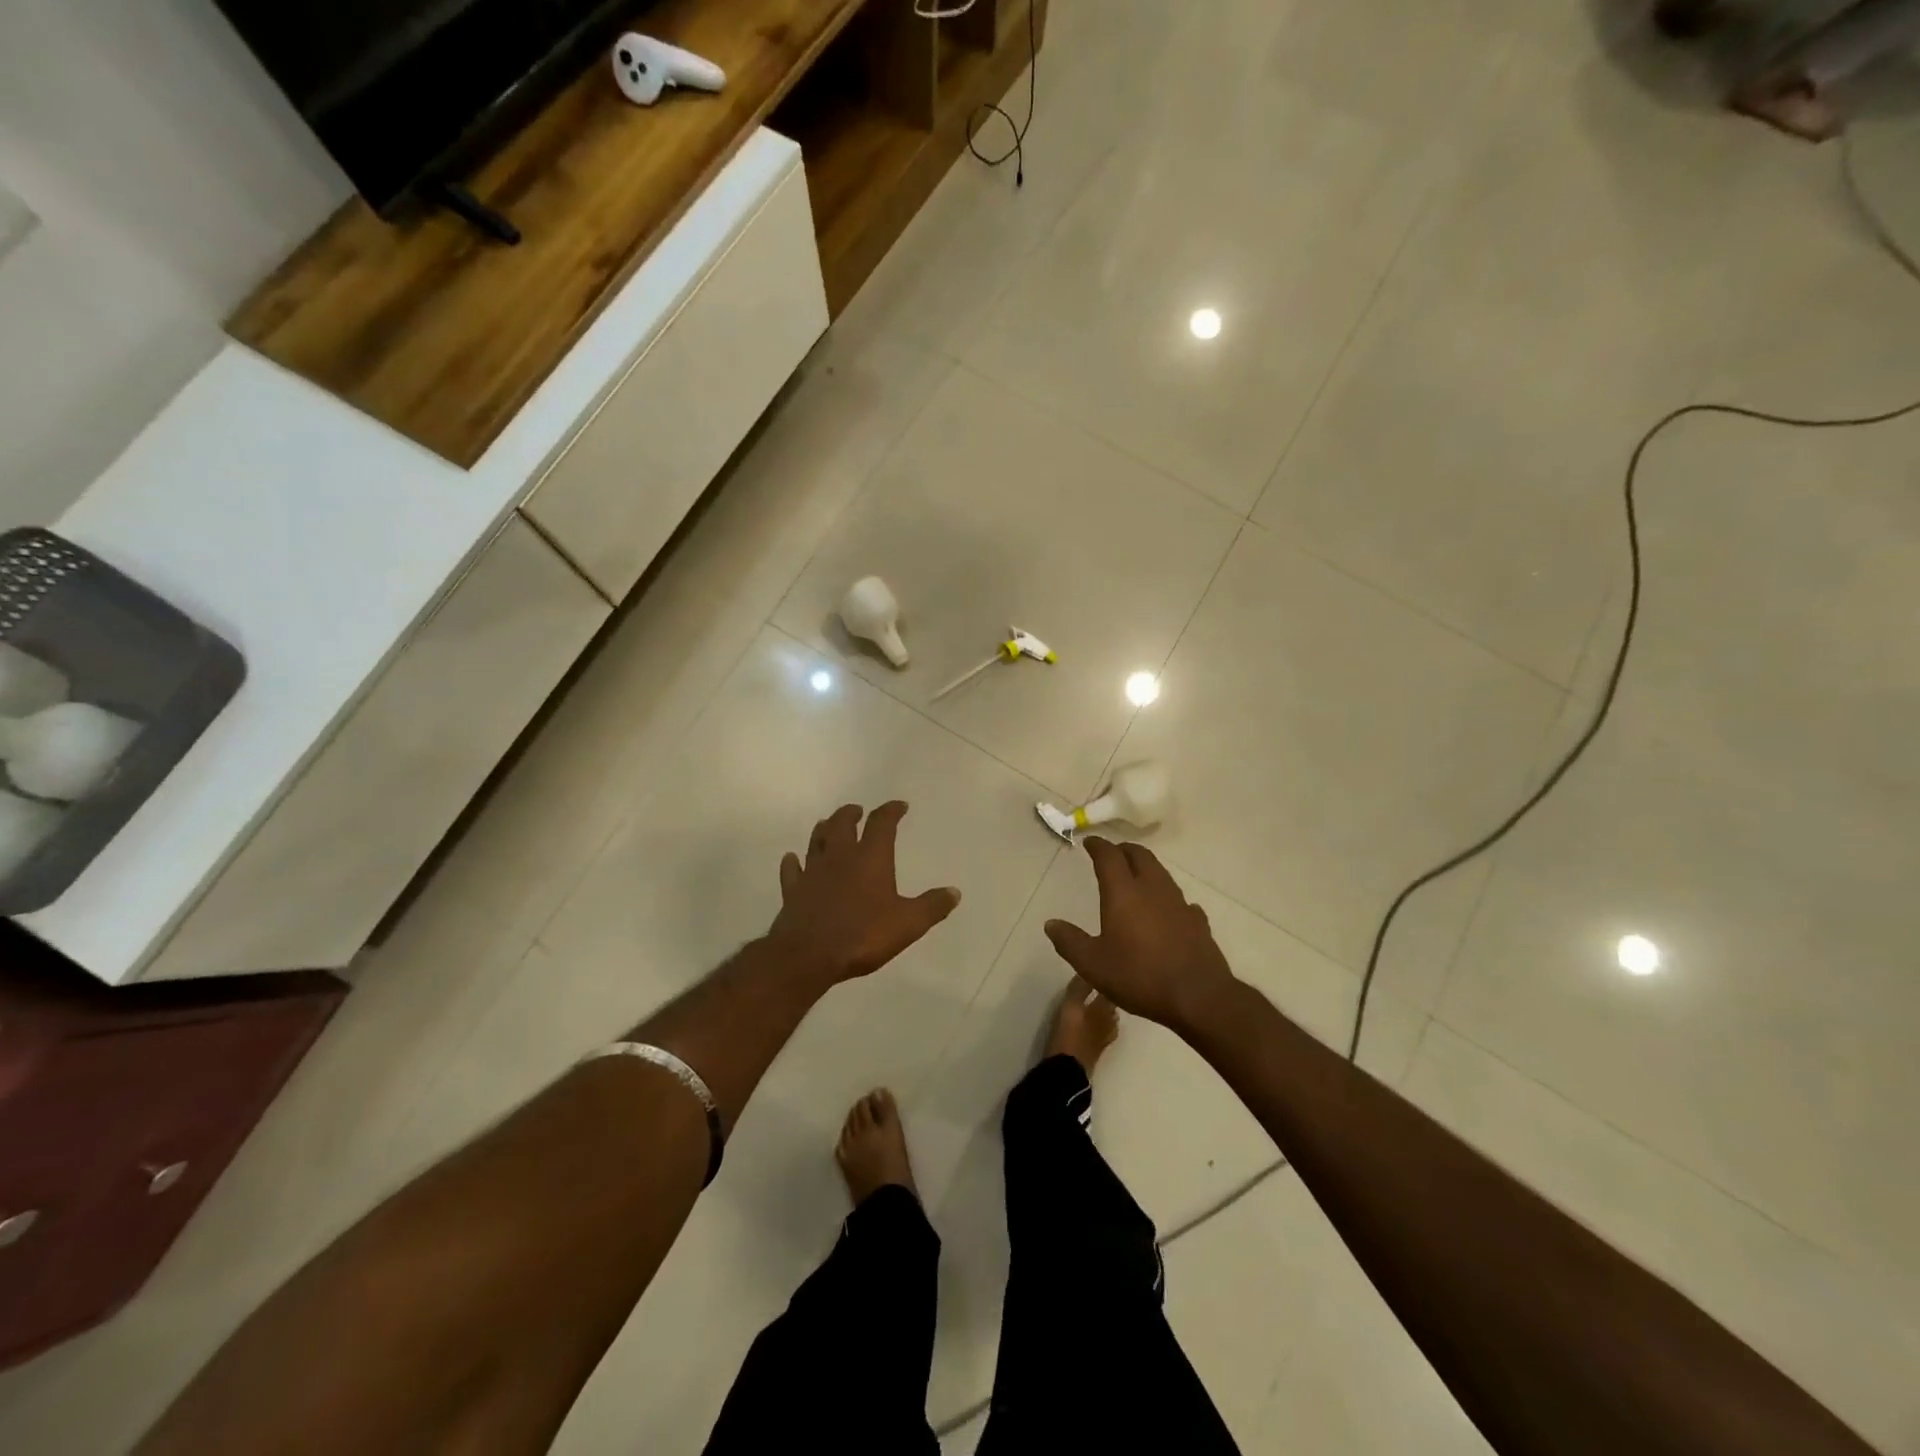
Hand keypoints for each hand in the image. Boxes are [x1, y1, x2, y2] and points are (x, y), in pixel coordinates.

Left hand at [766, 802, 960, 986]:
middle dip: (852, 814)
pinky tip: (792, 859)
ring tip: (828, 824)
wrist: (808, 955)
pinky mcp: (793, 891)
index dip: (891, 811)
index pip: (882, 823)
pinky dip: (793, 862)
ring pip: (816, 840)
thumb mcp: (908, 924)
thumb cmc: (863, 935)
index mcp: (870, 858)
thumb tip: (954, 892)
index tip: (899, 806)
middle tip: (857, 811)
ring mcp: (813, 872)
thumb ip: (931, 906)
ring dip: (824, 829)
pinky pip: (792, 870)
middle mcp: (840, 856)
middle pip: (843, 823)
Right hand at [1044, 838, 1237, 1031]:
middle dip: (1123, 850)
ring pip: (1161, 873)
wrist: (1198, 997)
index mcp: (1123, 892)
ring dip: (1146, 868)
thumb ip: (1070, 941)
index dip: (1098, 846)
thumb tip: (1051, 924)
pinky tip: (1166, 910)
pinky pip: (1180, 899)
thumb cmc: (1139, 976)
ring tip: (1136, 877)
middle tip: (1112, 854)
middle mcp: (1152, 888)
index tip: (1089, 842)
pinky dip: (1167, 897)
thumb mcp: (1093, 964)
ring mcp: (1179, 903)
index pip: (1109, 856)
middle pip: (1139, 855)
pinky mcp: (1197, 921)